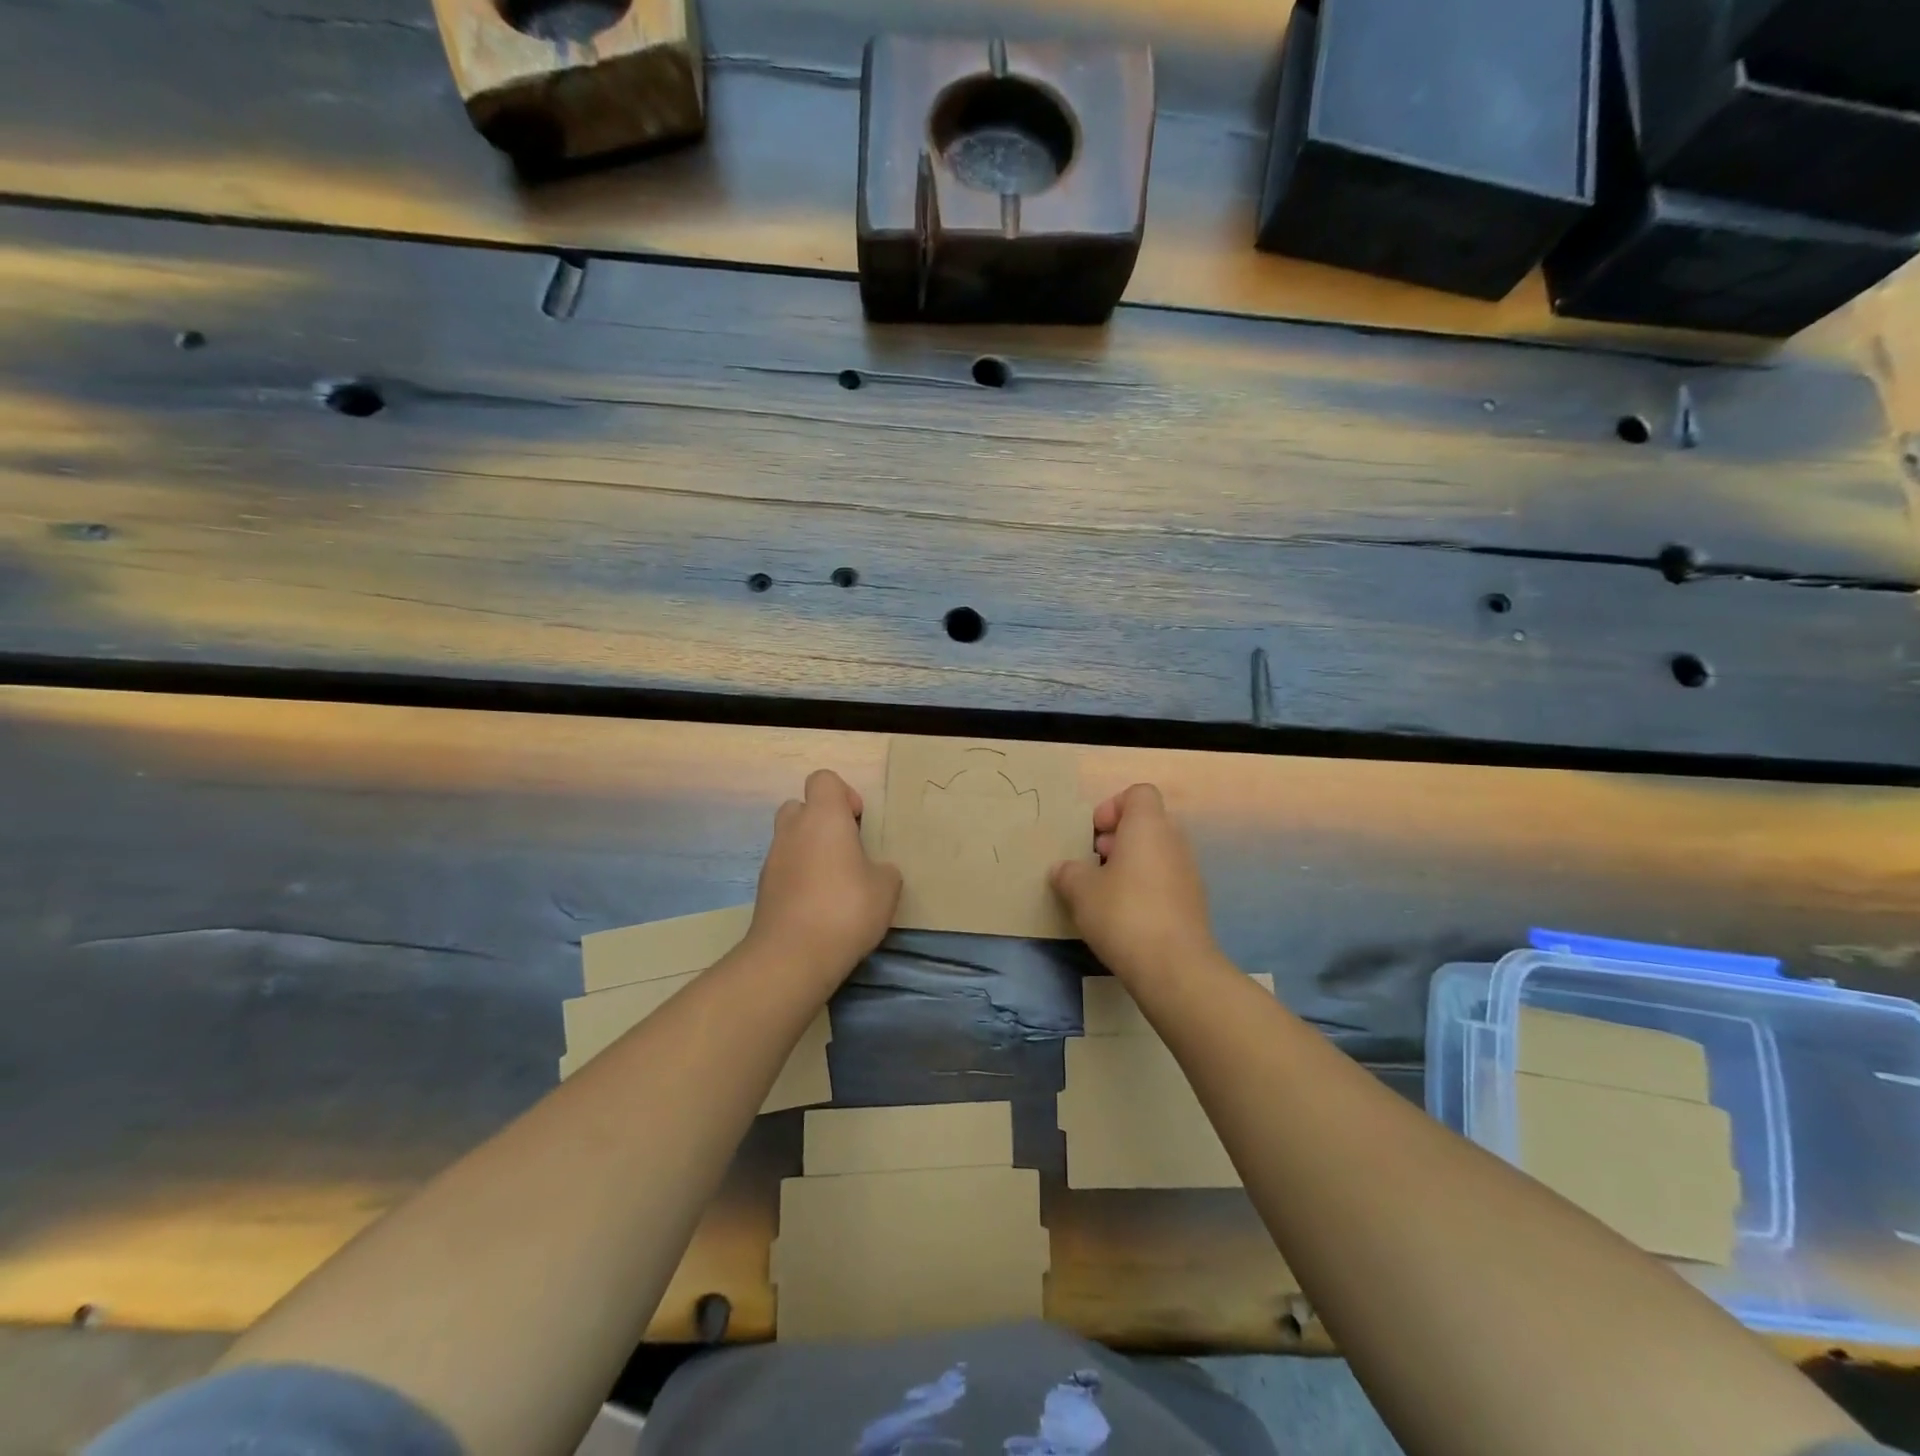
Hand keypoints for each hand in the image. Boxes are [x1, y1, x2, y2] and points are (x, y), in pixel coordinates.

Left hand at [746, 769, 900, 987]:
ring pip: (791, 838)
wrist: (792, 956)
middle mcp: (793, 830)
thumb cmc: (846, 909)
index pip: (824, 779)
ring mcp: (773, 859)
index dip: (844, 794)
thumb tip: (874, 870)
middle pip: (801, 806)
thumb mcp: (887, 888)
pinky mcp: (763, 888)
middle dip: (822, 821)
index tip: (858, 822)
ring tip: (835, 882)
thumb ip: (883, 869)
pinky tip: (819, 905)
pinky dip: (799, 876)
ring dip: (810, 850)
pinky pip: (784, 868)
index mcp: (823, 818)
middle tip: (845, 849)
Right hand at [1050, 783, 1218, 985]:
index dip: (1113, 806)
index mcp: (1148, 826)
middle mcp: (1174, 841)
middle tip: (1094, 863)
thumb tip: (1064, 869)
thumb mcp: (1080, 890)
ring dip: (1130, 864)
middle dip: (1117, 838)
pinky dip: (1146, 888)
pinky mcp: (1193, 903)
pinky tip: (1125, 917)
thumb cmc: (1123, 914)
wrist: (1174, 967)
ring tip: (1105, 893)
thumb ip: (1068, 872)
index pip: (1138, 793)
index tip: (1094, 834)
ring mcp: (1189, 872)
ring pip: (1156, 853)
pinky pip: (1165, 880)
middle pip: (1146, 823)